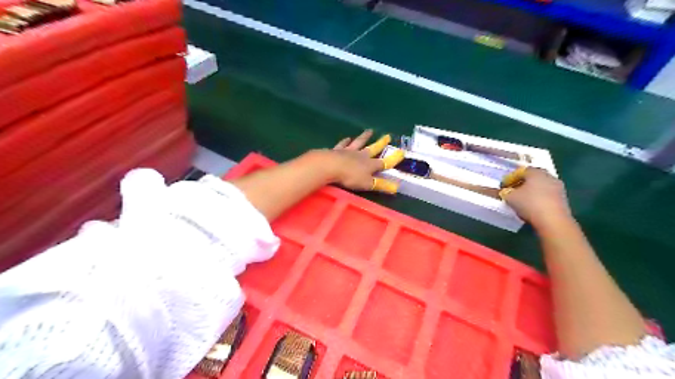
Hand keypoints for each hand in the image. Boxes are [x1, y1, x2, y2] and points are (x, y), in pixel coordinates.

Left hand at [324, 130, 401, 193]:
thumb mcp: (368, 184)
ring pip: (359, 143)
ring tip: (369, 131)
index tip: (402, 152)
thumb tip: (397, 187)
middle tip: (387, 136)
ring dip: (364, 137)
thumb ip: (381, 185)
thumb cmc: (350, 176)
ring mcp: (349, 151)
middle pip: (373, 148)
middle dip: (381, 143)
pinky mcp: (337, 151)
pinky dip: (345, 141)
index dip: (393, 159)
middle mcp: (361, 155)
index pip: (384, 162)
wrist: (331, 165)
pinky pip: (343, 144)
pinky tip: (347, 138)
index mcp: (370, 164)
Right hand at [500, 169, 573, 227]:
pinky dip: (538, 198)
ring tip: (521, 200)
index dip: (510, 178)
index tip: (503, 186)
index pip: (520, 171)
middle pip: (532, 177)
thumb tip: (503, 191)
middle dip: (521, 183)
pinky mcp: (563, 199)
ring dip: (531, 191)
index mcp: (535, 172)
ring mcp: (558, 188)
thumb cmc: (529, 204)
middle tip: (512, 191)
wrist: (553, 221)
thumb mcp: (509, 197)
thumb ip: (504, 192)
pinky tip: (531, 206)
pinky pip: (546, 195)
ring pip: (540, 186)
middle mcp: (548, 176)